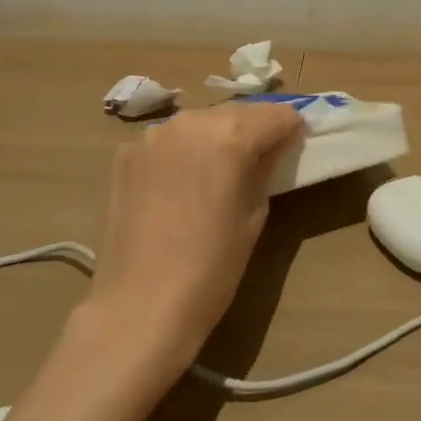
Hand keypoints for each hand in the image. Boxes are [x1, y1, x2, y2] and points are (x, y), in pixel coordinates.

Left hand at [80, 102, 304, 373]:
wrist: (139, 307)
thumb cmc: (212, 267)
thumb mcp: (255, 214)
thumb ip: (267, 166)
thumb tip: (277, 143)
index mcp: (231, 134)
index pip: (277, 115)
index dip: (290, 129)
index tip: (294, 146)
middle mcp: (191, 121)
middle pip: (237, 112)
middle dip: (253, 130)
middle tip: (259, 159)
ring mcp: (153, 135)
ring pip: (199, 123)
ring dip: (215, 138)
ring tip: (216, 172)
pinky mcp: (126, 153)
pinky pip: (167, 142)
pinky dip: (181, 153)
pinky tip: (178, 185)